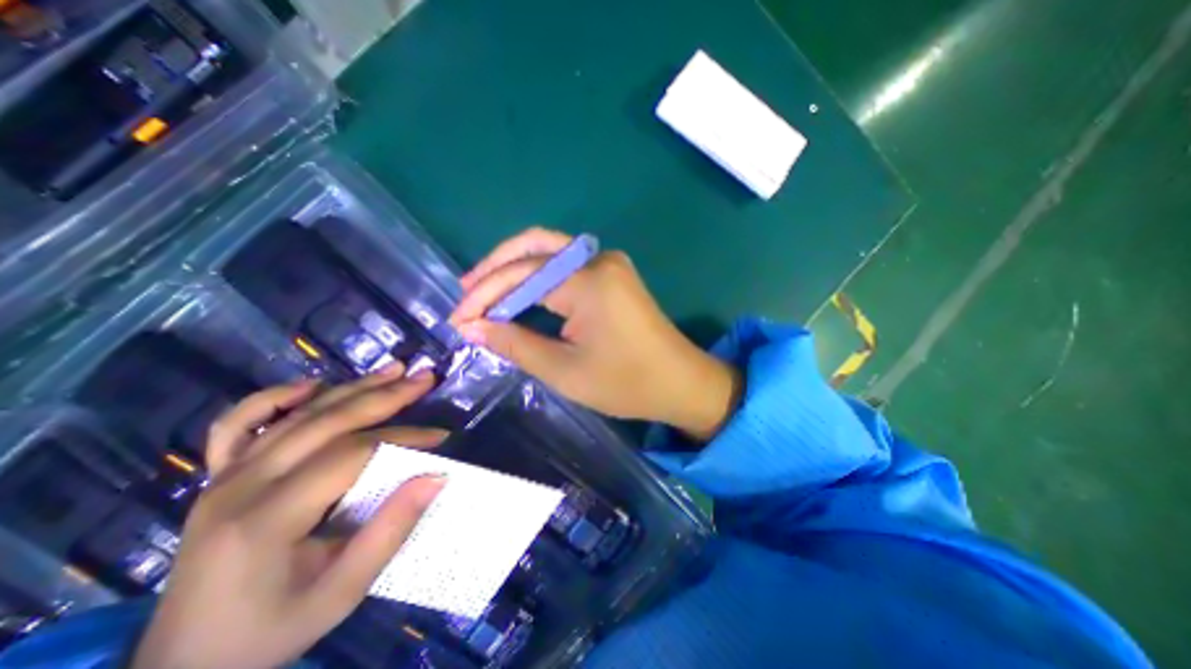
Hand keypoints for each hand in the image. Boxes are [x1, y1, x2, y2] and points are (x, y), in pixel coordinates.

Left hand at [131, 365, 445, 667]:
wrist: (185, 664)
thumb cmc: (271, 630)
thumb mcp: (341, 593)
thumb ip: (390, 531)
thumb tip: (436, 476)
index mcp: (266, 518)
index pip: (351, 455)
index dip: (403, 439)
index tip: (441, 437)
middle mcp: (240, 486)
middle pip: (327, 422)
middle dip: (385, 396)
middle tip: (425, 378)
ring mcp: (223, 477)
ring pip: (298, 414)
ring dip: (352, 387)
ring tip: (394, 369)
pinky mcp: (218, 476)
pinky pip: (239, 424)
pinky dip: (274, 398)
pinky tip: (310, 385)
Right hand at [452, 228, 741, 439]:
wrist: (680, 381)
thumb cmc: (626, 383)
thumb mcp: (564, 370)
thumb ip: (515, 344)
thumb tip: (473, 327)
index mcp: (589, 282)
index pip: (522, 275)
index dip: (485, 296)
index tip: (458, 320)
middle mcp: (599, 260)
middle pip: (536, 246)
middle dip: (496, 267)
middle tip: (467, 291)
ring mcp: (610, 263)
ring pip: (551, 250)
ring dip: (516, 266)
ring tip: (484, 288)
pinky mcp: (614, 274)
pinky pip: (567, 265)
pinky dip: (539, 275)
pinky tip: (521, 291)